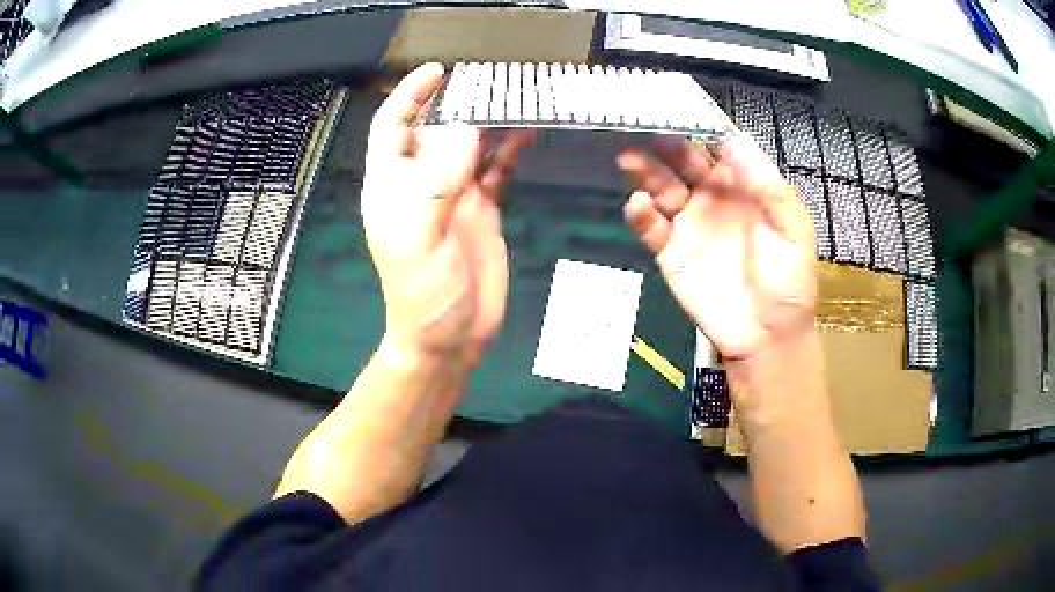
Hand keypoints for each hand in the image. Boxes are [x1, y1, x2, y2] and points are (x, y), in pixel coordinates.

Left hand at [361, 63, 533, 364]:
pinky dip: (511, 152)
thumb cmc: (422, 294)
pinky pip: (497, 171)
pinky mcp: (482, 209)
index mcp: (393, 186)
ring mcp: (453, 195)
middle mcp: (421, 183)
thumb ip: (439, 183)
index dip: (409, 96)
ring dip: (489, 122)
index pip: (393, 127)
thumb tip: (467, 130)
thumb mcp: (421, 239)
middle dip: (456, 101)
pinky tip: (529, 135)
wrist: (450, 337)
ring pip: (469, 145)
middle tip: (490, 80)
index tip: (437, 71)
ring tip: (515, 99)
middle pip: (435, 129)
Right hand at [618, 135, 817, 360]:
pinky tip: (638, 204)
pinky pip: (651, 228)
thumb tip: (737, 141)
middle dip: (667, 144)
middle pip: (683, 162)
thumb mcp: (793, 230)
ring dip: (644, 172)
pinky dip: (640, 215)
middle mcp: (712, 198)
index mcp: (744, 188)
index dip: (701, 129)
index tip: (683, 109)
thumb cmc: (789, 282)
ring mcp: (689, 224)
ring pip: (661, 188)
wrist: (768, 337)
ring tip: (628, 158)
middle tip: (647, 129)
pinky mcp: (671, 253)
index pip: (718, 149)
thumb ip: (769, 188)